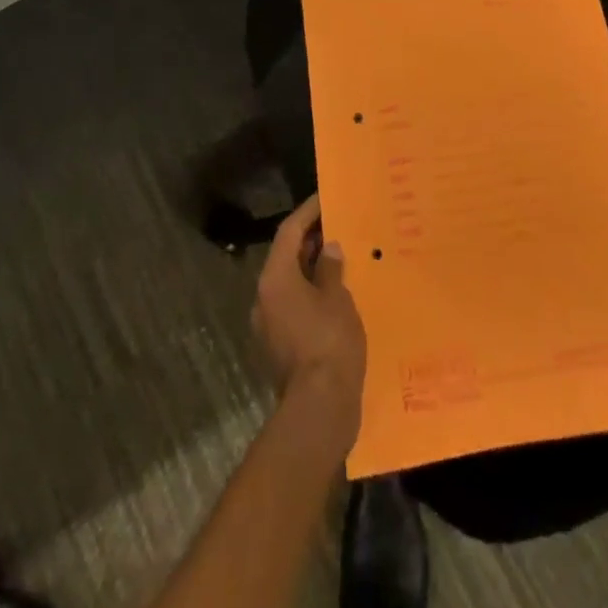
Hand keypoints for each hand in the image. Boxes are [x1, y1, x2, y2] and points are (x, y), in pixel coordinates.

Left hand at [252, 195, 366, 445]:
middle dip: (311, 240)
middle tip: (337, 225)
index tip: (324, 198)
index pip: (289, 232)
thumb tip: (328, 249)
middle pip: (286, 257)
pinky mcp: (280, 346)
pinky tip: (337, 294)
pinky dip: (312, 293)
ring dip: (312, 268)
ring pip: (290, 283)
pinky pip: (294, 306)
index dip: (307, 213)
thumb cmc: (329, 342)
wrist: (319, 409)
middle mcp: (265, 298)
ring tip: (342, 257)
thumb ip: (332, 269)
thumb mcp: (338, 298)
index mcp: (275, 278)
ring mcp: (270, 325)